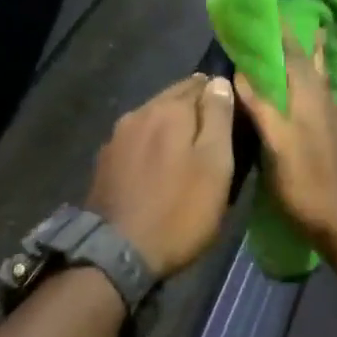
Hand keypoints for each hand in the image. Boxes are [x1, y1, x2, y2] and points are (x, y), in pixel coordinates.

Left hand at [86, 75, 235, 279]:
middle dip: (194, 110)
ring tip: (187, 153)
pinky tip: (158, 168)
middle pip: (174, 98)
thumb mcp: (215, 165)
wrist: (116, 255)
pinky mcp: (105, 160)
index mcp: (170, 109)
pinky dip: (151, 145)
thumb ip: (218, 119)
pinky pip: (137, 140)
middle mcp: (140, 112)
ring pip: (153, 118)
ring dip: (171, 128)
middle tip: (213, 137)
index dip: (219, 97)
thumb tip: (219, 81)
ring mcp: (117, 136)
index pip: (202, 83)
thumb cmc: (178, 210)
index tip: (231, 118)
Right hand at [234, 33, 336, 254]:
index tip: (273, 11)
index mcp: (310, 98)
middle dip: (306, 42)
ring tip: (311, 46)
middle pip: (315, 64)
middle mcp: (326, 103)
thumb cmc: (308, 183)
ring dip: (314, 62)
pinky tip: (308, 99)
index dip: (283, 34)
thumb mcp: (276, 146)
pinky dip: (314, 87)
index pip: (295, 56)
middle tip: (300, 21)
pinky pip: (324, 100)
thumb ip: (261, 107)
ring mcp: (336, 122)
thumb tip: (240, 72)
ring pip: (323, 82)